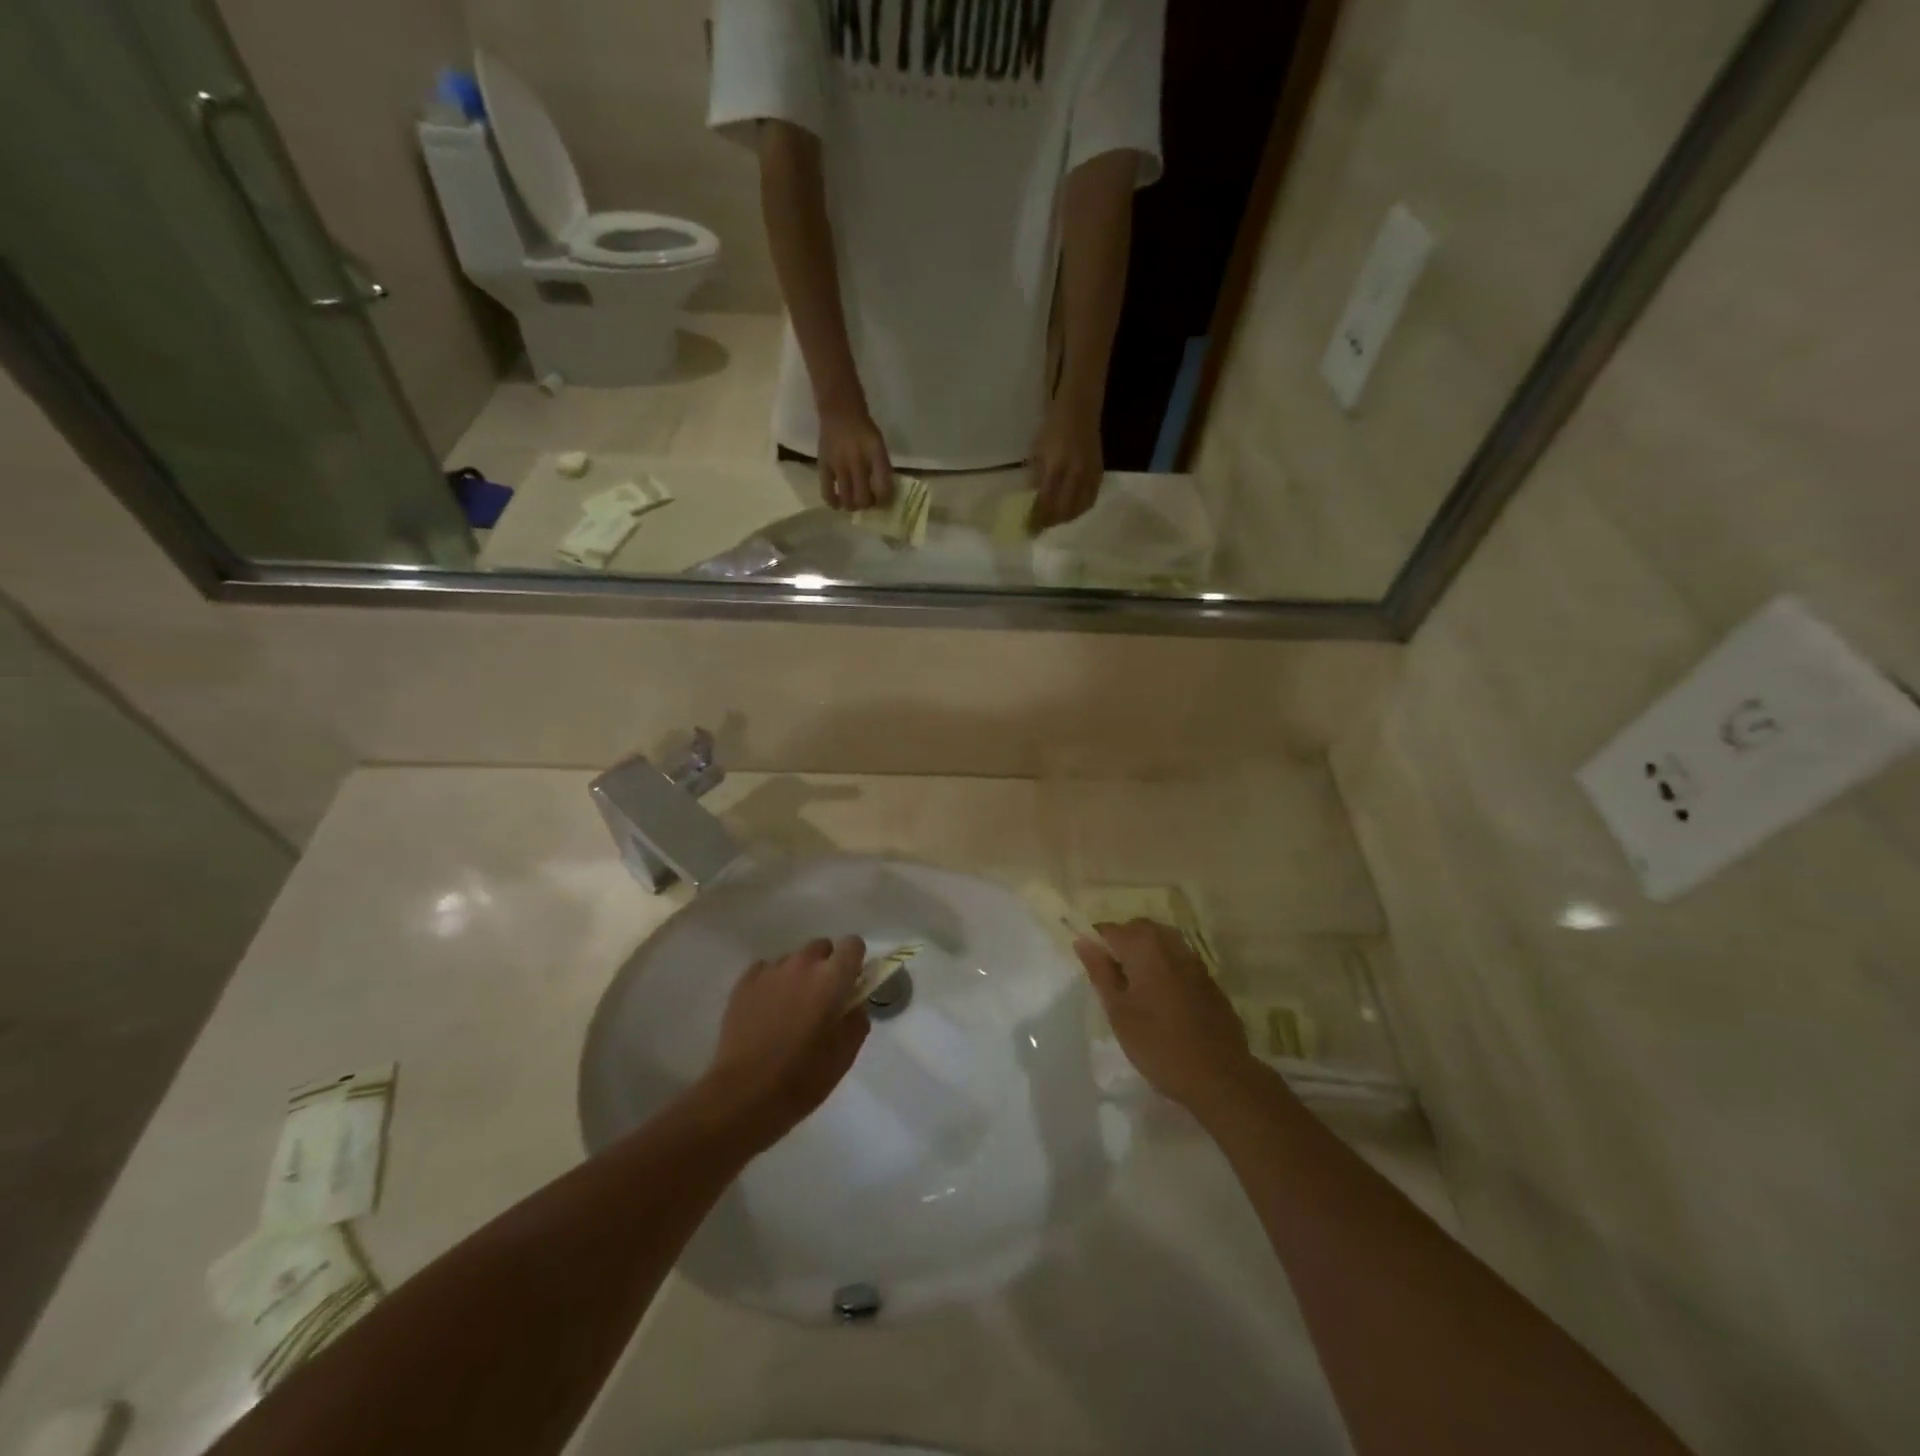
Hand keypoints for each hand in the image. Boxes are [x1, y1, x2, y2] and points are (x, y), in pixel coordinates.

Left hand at [702, 937, 869, 1148]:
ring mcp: (770, 971)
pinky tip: (767, 1012)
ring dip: (798, 976)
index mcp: (832, 978)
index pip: (853, 944)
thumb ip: (857, 1018)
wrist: (744, 1094)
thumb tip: (853, 1003)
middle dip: (826, 967)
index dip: (854, 961)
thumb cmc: (803, 1077)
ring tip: (789, 1010)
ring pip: (793, 960)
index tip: (850, 983)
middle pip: (822, 948)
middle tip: (822, 1000)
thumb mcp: (845, 1054)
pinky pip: (766, 971)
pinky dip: (771, 984)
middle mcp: (802, 964)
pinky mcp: (744, 982)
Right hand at [816, 406, 894, 511]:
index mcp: (875, 454)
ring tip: (854, 504)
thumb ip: (881, 467)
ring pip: (847, 499)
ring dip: (852, 506)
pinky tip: (838, 505)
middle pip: (864, 498)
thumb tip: (882, 494)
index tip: (883, 501)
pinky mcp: (824, 466)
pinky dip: (833, 503)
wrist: (840, 410)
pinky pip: (827, 492)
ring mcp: (839, 465)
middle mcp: (857, 461)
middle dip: (868, 505)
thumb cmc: (863, 429)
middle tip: (867, 502)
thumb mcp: (879, 445)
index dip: (885, 500)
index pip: (884, 487)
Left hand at [1028, 398, 1103, 529]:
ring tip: (1055, 521)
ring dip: (1066, 518)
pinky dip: (1080, 509)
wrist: (1080, 408)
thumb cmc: (1053, 426)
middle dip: (1051, 522)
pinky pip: (1091, 498)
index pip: (1046, 502)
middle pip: (1064, 510)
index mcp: (1056, 467)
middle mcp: (1075, 474)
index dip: (1038, 517)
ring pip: (1080, 507)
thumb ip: (1038, 475)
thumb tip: (1036, 499)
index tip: (1030, 528)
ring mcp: (1089, 474)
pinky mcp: (1099, 472)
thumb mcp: (1038, 450)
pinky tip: (1072, 511)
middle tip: (1041, 528)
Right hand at [1075, 919, 1256, 1114]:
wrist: (1219, 1076)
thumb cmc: (1158, 1045)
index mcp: (1144, 948)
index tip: (1092, 968)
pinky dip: (1165, 967)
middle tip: (1112, 977)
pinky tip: (1163, 999)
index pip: (1110, 929)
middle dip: (1122, 943)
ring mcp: (1194, 961)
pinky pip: (1179, 959)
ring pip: (1161, 941)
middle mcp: (1171, 945)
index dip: (1097, 943)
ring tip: (1136, 987)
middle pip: (1139, 928)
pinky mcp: (1209, 979)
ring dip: (1144, 953)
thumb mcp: (1119, 1012)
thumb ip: (1100, 972)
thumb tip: (1082, 942)